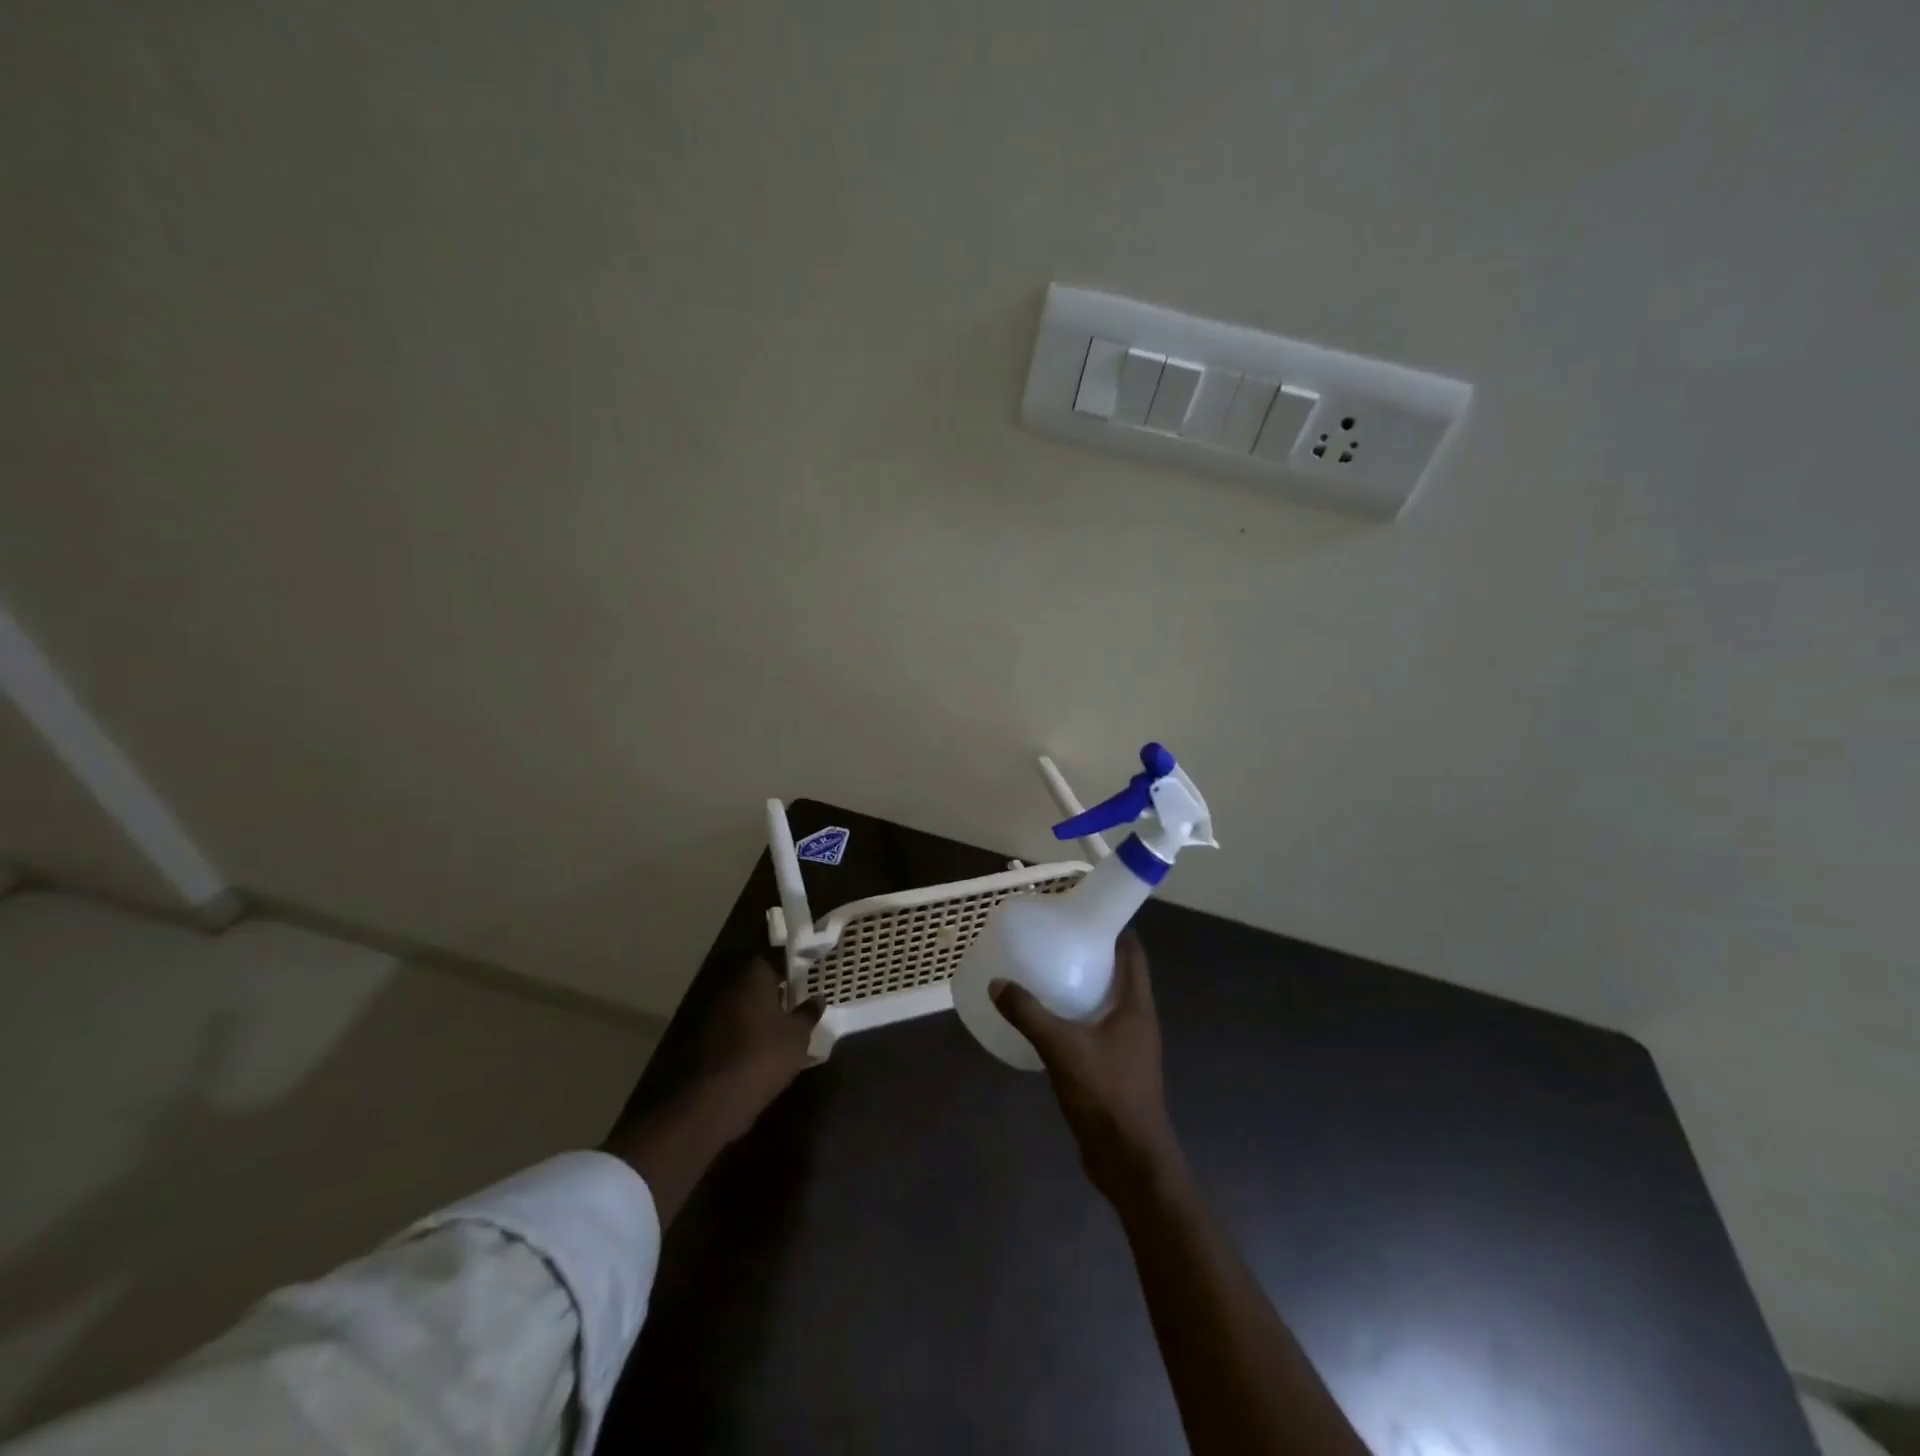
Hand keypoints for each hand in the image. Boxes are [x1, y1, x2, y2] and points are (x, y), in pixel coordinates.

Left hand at [688, 956, 823, 1141]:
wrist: (718, 1100)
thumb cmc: (765, 1055)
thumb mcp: (798, 1035)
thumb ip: (809, 1013)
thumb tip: (818, 997)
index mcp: (753, 978)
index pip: (773, 957)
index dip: (791, 962)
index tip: (808, 969)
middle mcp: (731, 990)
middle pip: (757, 980)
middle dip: (777, 986)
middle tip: (801, 994)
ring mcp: (716, 1015)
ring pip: (746, 1003)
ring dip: (763, 1009)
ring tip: (788, 1020)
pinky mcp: (709, 1040)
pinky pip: (736, 1025)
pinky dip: (751, 1029)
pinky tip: (768, 1043)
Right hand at [991, 929, 1181, 1201]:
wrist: (1130, 1162)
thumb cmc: (1107, 1096)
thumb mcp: (1062, 1049)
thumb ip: (1029, 1014)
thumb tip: (997, 983)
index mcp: (1136, 1006)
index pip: (1132, 952)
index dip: (1113, 927)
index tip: (1082, 911)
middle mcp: (1137, 1019)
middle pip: (1119, 973)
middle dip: (1091, 953)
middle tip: (1055, 937)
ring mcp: (1128, 1045)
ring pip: (1106, 1002)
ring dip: (1083, 985)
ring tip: (1047, 970)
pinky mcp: (1115, 1067)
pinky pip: (1096, 1027)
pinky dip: (1076, 1015)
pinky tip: (1047, 1018)